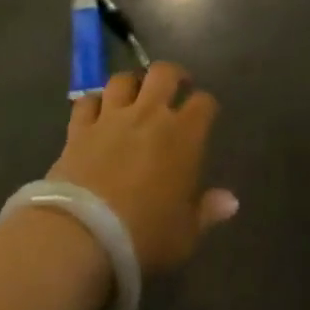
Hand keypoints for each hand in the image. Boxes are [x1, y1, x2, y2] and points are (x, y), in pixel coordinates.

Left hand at [49, 63, 237, 271]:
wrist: (81, 236)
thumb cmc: (144, 235)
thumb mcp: (185, 234)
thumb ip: (208, 211)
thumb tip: (230, 201)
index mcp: (183, 135)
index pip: (204, 103)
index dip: (206, 106)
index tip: (205, 115)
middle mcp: (149, 115)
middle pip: (164, 73)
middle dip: (173, 75)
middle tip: (175, 88)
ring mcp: (110, 118)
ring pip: (123, 80)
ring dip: (132, 83)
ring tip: (135, 95)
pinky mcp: (78, 129)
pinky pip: (87, 102)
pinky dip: (94, 103)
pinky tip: (96, 112)